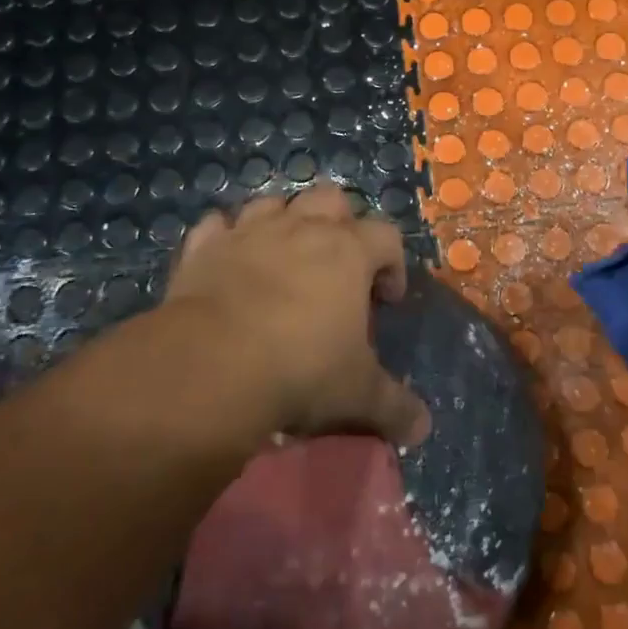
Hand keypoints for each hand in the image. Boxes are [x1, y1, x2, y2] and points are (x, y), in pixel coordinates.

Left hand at [166, 184, 431, 446]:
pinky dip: (225, 236)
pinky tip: (228, 259)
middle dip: (339, 223)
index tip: (387, 300)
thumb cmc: (300, 369)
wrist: (212, 365)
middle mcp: (301, 228)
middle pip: (330, 199)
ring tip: (283, 258)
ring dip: (282, 221)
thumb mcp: (358, 394)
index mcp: (349, 251)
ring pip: (273, 202)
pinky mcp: (204, 247)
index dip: (393, 264)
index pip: (387, 236)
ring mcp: (249, 231)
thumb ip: (395, 407)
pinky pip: (217, 225)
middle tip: (336, 266)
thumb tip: (422, 429)